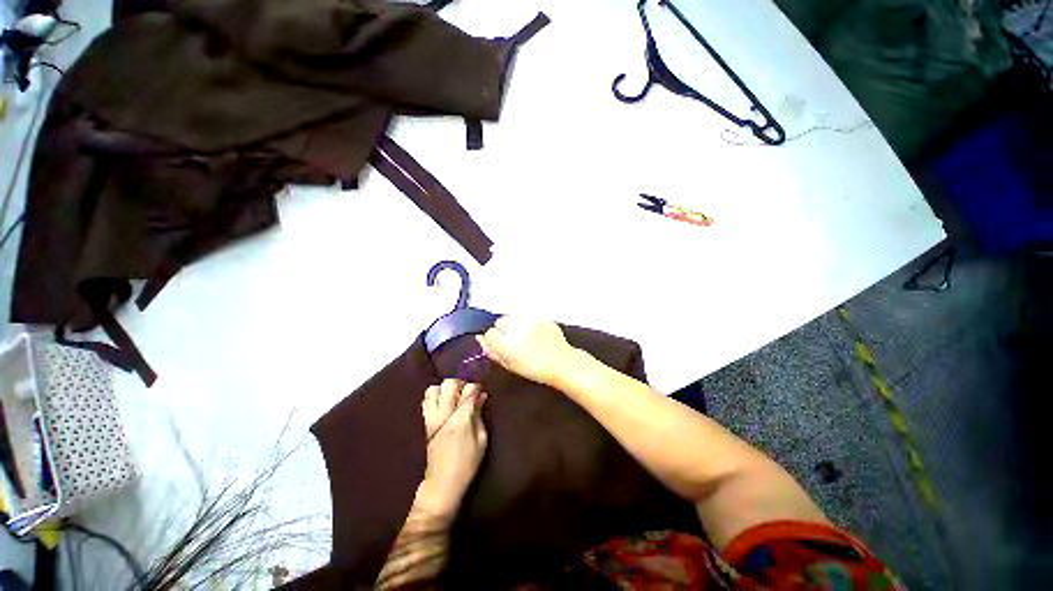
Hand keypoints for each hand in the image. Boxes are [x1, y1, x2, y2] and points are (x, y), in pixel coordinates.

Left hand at [416, 379, 488, 520]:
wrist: (442, 484)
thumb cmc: (467, 464)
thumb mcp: (482, 440)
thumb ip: (479, 414)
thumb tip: (481, 396)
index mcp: (461, 418)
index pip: (470, 389)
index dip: (477, 388)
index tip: (481, 393)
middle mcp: (444, 413)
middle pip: (450, 383)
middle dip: (461, 384)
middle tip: (467, 394)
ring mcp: (432, 417)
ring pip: (434, 388)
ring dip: (445, 389)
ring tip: (453, 398)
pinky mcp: (425, 422)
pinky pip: (426, 401)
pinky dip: (435, 397)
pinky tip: (443, 405)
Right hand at [477, 317, 576, 386]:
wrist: (562, 364)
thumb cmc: (535, 369)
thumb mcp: (511, 365)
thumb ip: (493, 352)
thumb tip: (480, 340)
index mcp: (508, 344)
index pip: (490, 332)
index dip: (493, 338)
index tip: (500, 344)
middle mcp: (518, 329)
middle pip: (501, 321)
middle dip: (505, 329)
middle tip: (514, 341)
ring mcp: (532, 322)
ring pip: (515, 317)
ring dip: (517, 325)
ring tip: (527, 337)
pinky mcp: (542, 318)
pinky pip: (530, 317)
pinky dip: (530, 324)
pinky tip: (537, 335)